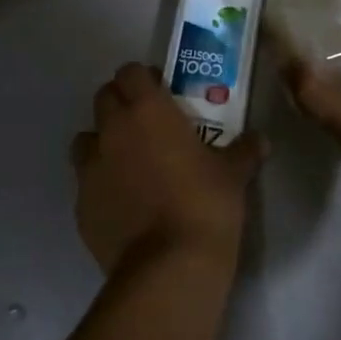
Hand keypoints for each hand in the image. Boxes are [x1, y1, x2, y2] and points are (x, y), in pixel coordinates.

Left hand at [72, 63, 263, 274]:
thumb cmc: (205, 205)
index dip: (143, 79)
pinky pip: (85, 182)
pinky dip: (100, 184)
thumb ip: (244, 151)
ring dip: (103, 142)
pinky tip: (123, 203)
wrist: (169, 267)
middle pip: (103, 98)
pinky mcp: (80, 205)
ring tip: (128, 163)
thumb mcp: (233, 175)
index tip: (161, 93)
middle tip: (147, 124)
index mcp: (147, 111)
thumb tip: (260, 140)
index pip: (130, 72)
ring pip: (86, 139)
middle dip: (122, 104)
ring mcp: (89, 169)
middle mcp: (112, 131)